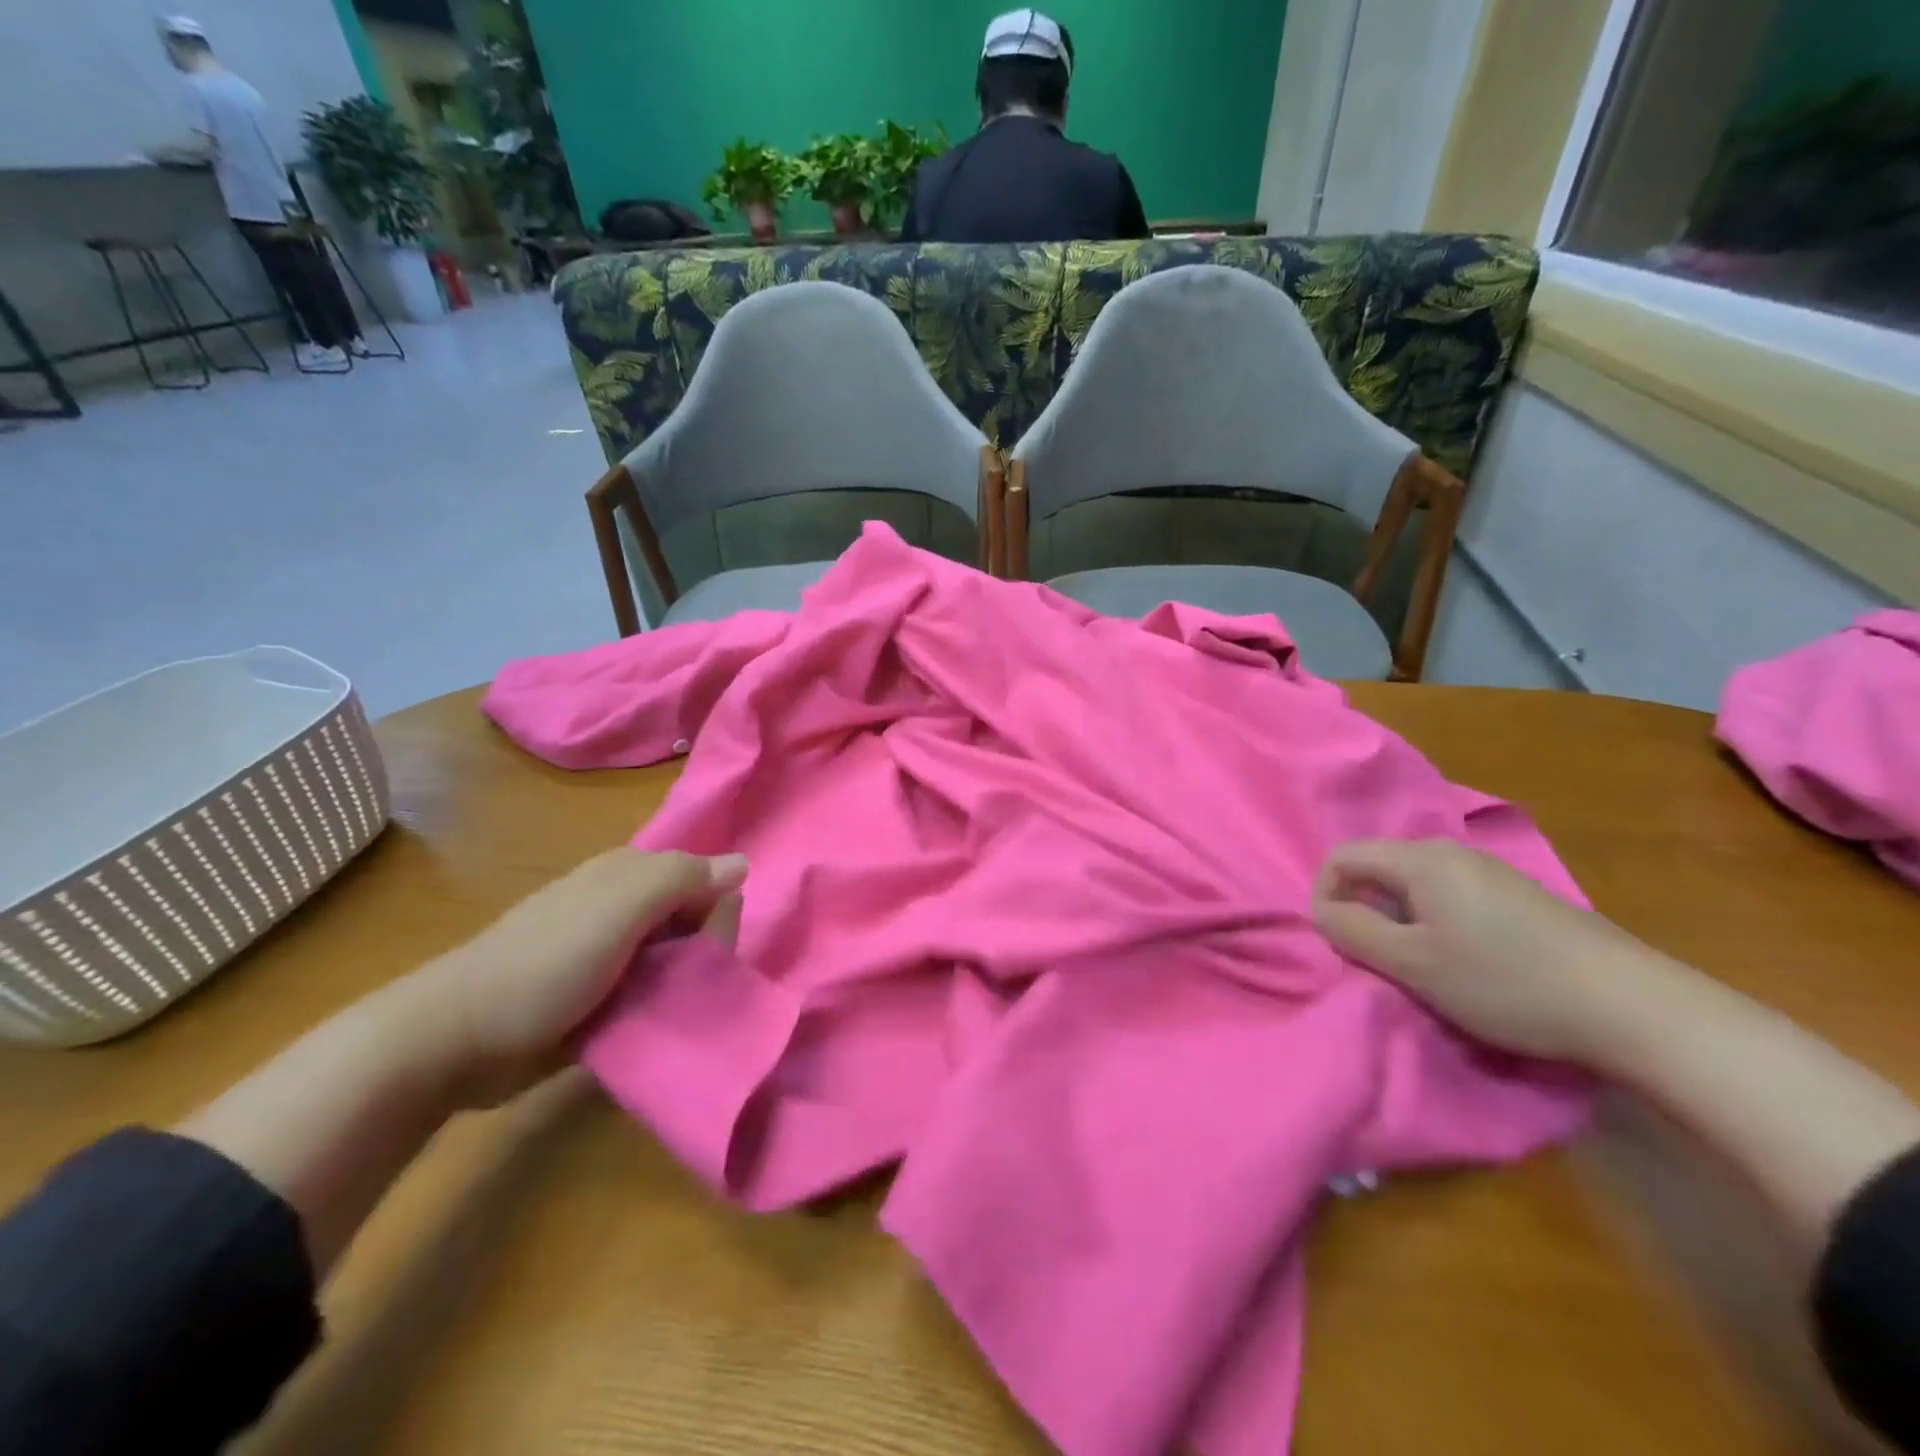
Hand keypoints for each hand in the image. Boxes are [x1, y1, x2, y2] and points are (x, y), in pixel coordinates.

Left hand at [417, 848, 747, 1105]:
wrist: (456, 1040)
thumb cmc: (546, 962)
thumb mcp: (620, 908)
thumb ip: (683, 879)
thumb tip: (743, 863)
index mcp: (629, 876)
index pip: (705, 882)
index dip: (717, 914)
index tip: (708, 951)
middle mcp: (623, 909)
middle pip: (693, 924)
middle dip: (701, 955)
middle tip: (678, 988)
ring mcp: (609, 957)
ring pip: (675, 964)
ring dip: (682, 988)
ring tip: (668, 1015)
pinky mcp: (598, 1000)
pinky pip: (649, 997)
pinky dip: (658, 1011)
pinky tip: (654, 1029)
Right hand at [1311, 839, 1668, 1064]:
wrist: (1634, 1008)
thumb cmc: (1507, 982)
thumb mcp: (1413, 964)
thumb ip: (1354, 931)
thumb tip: (1321, 910)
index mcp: (1421, 860)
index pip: (1342, 857)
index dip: (1324, 894)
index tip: (1338, 940)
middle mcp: (1451, 852)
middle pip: (1378, 867)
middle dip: (1363, 909)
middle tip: (1377, 958)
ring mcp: (1489, 871)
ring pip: (1413, 884)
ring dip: (1398, 920)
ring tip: (1418, 965)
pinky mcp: (1517, 896)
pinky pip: (1449, 896)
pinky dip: (1434, 923)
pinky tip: (1464, 961)